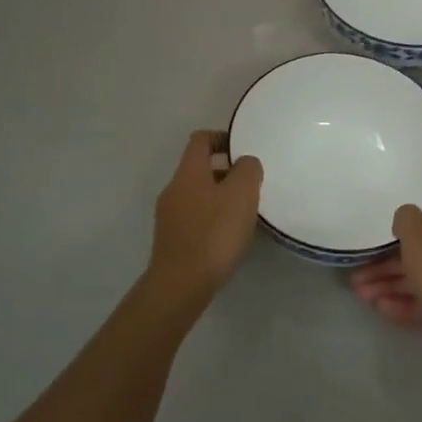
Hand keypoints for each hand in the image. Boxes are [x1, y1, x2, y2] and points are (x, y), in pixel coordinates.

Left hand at [146, 131, 262, 303]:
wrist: (181, 284)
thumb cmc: (214, 232)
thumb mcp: (241, 193)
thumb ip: (248, 169)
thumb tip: (245, 163)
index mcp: (188, 172)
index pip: (201, 139)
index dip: (222, 138)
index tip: (244, 150)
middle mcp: (174, 189)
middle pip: (200, 169)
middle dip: (227, 172)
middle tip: (252, 186)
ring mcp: (169, 216)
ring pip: (198, 194)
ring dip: (221, 197)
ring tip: (245, 213)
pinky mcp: (172, 240)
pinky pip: (195, 217)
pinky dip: (213, 218)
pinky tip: (229, 237)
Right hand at [351, 199, 421, 345]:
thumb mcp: (417, 235)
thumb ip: (405, 218)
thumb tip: (406, 217)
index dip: (410, 215)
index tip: (386, 224)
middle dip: (387, 262)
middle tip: (358, 273)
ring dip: (391, 284)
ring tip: (361, 295)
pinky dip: (407, 302)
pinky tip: (381, 309)